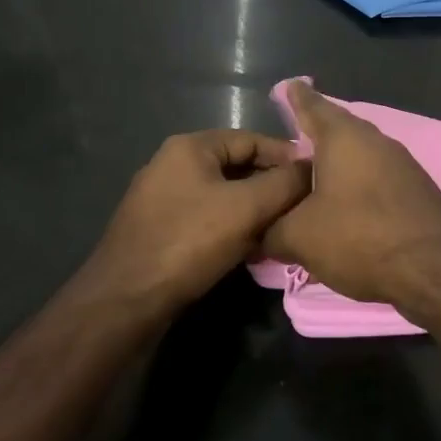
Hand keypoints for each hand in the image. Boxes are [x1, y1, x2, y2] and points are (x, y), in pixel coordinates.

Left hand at [90, 130, 308, 312]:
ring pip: (223, 194)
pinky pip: (207, 217)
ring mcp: (162, 198)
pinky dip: (232, 227)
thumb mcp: (246, 208)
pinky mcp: (159, 229)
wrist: (124, 301)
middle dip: (271, 185)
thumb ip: (284, 183)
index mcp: (190, 147)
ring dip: (254, 209)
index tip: (315, 177)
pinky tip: (252, 248)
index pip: (252, 138)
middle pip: (237, 166)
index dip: (287, 156)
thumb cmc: (188, 243)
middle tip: (303, 206)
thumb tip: (312, 168)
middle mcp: (173, 164)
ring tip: (283, 228)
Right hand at [261, 81, 440, 308]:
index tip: (289, 86)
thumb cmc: (361, 237)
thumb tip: (259, 231)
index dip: (297, 98)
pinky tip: (345, 203)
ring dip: (336, 162)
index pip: (313, 106)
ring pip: (359, 154)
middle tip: (293, 137)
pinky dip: (355, 183)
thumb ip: (272, 229)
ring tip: (313, 175)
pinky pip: (375, 176)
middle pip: (338, 129)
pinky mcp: (415, 189)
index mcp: (343, 137)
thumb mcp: (300, 237)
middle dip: (316, 133)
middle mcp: (374, 140)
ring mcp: (400, 163)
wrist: (437, 269)